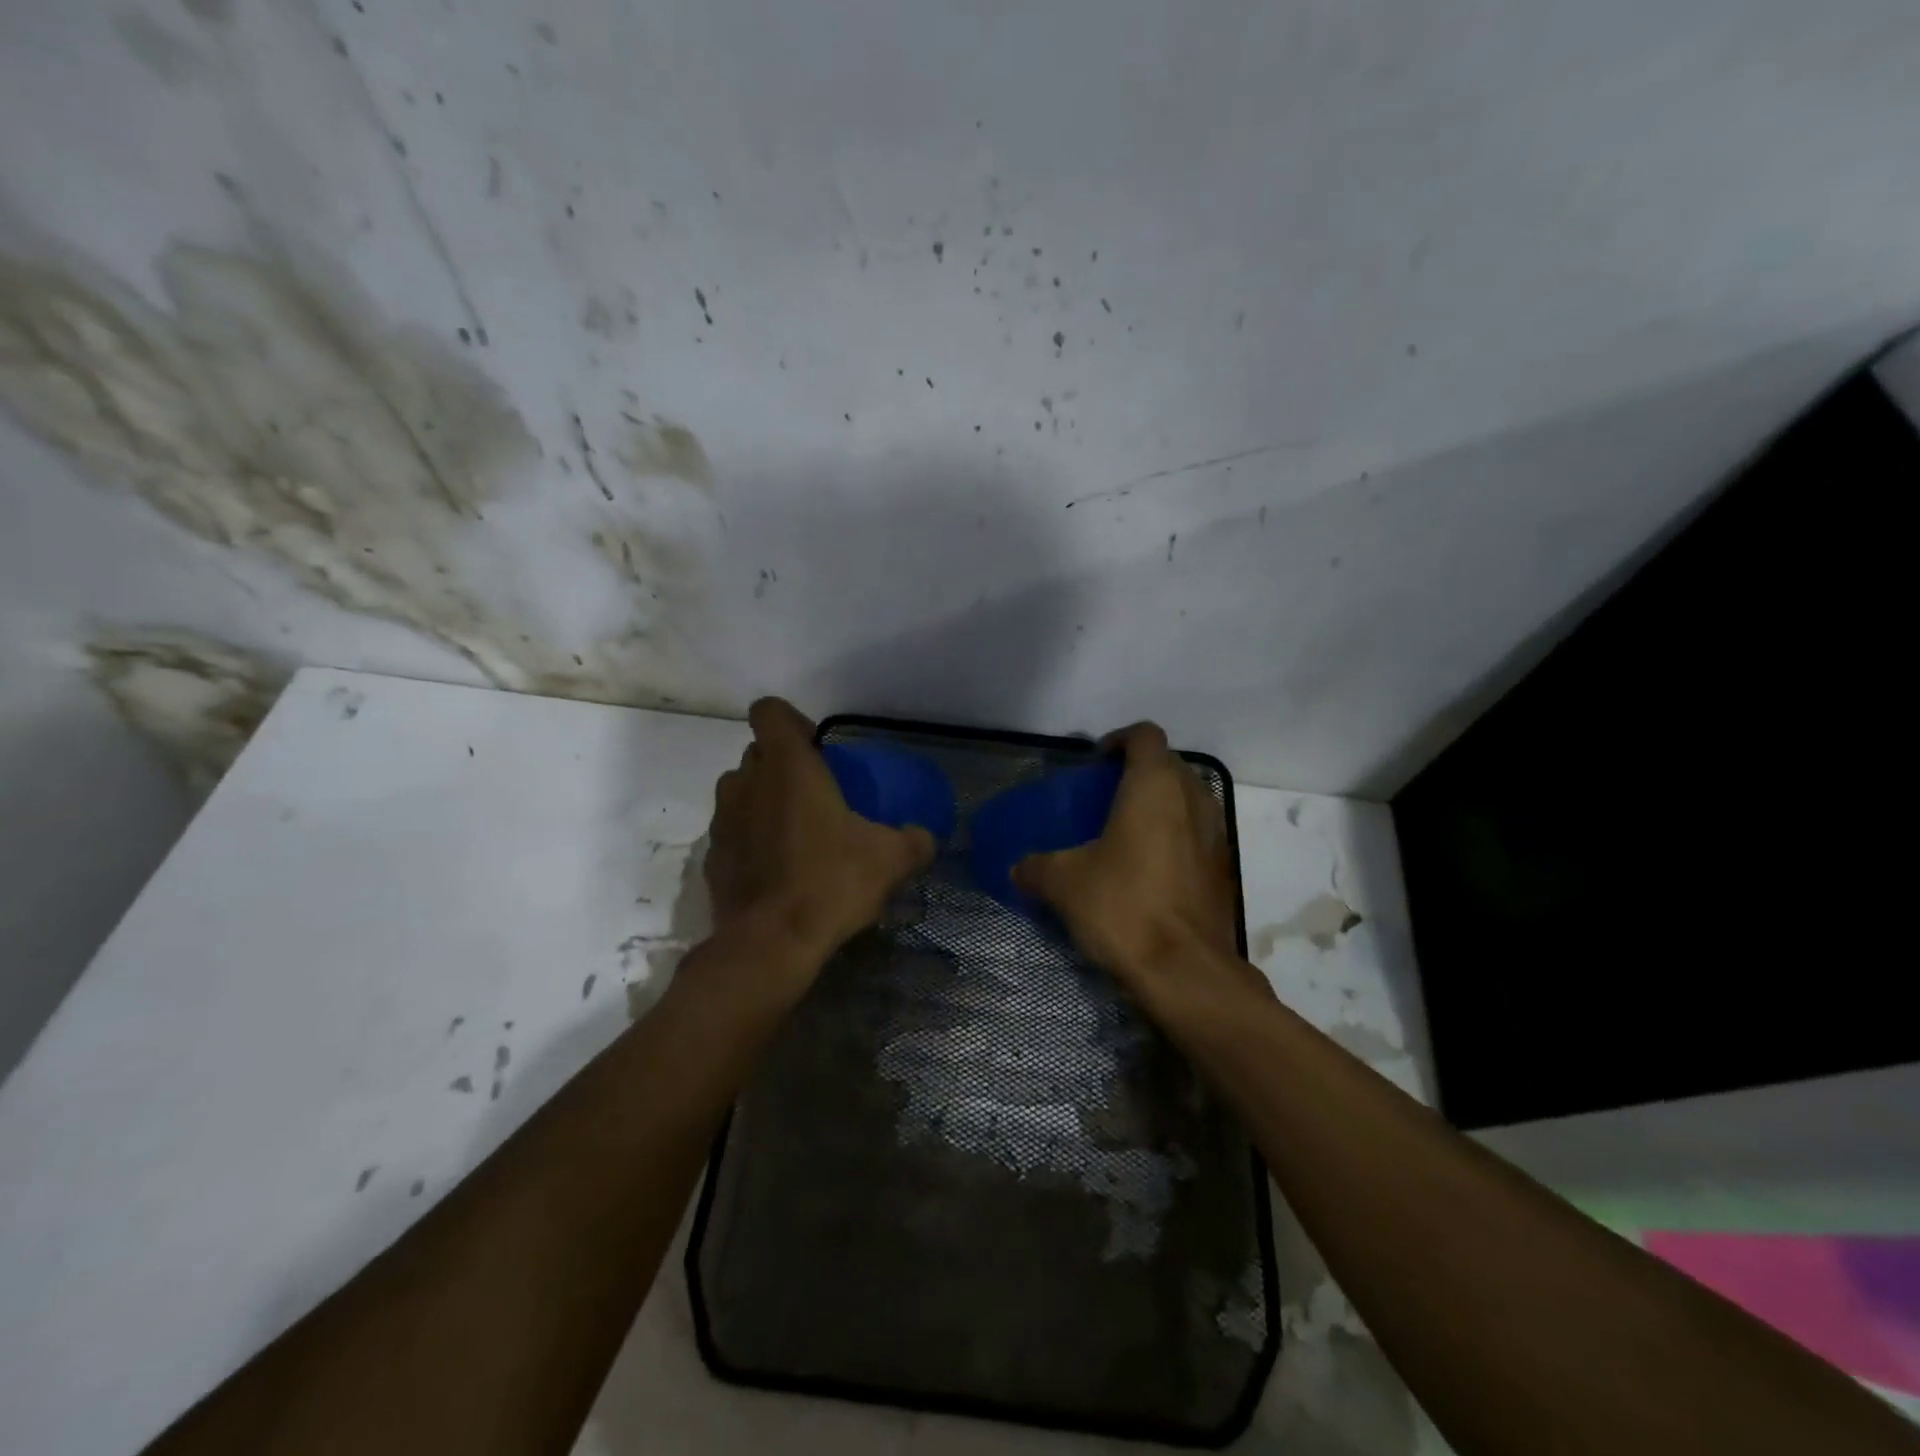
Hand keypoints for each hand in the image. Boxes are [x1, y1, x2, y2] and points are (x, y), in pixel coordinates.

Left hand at [705, 698, 934, 969]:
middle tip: (816, 795)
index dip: (791, 721)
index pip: (769, 711)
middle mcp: (747, 783)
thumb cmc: (831, 882)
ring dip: (762, 801)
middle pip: (757, 754)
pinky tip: (776, 870)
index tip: (817, 749)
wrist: (772, 943)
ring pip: (740, 792)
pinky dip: (750, 841)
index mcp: (788, 767)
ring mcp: (722, 821)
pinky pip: (732, 834)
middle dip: (782, 766)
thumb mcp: (890, 860)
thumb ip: (914, 841)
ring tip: (794, 832)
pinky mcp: (712, 858)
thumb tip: (927, 838)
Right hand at [1012, 723, 1260, 1013]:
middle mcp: (1192, 800)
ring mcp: (1215, 834)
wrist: (1186, 971)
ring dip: (1161, 804)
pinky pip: (1198, 834)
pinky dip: (1176, 837)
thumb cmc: (1123, 906)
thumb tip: (1017, 869)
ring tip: (1126, 832)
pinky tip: (1148, 869)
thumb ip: (1036, 868)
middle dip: (1139, 772)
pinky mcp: (1223, 869)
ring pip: (1188, 799)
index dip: (1119, 740)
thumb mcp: (1064, 883)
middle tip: (1106, 798)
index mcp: (1155, 787)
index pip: (1144, 736)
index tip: (1096, 764)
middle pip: (1169, 764)